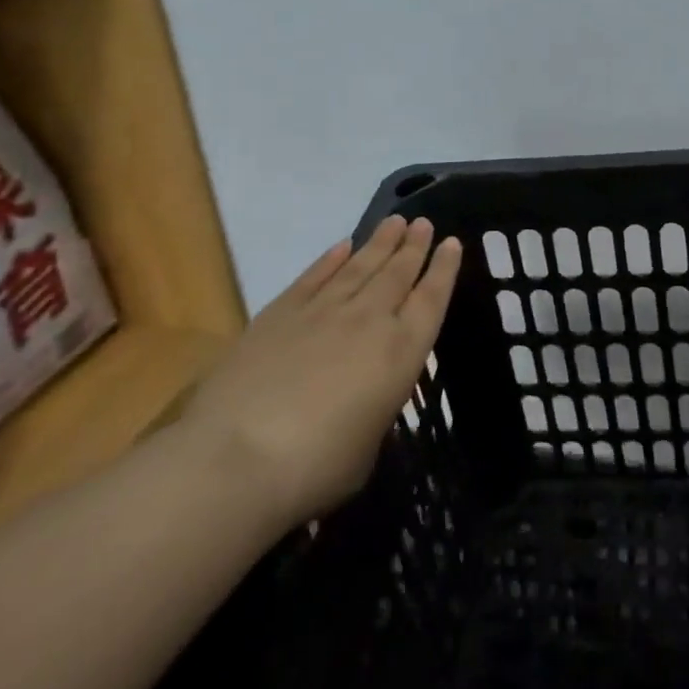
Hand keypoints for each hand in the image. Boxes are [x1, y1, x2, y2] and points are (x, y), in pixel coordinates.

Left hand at [181, 216, 462, 532]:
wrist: (237, 458)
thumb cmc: (315, 468)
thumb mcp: (367, 448)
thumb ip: (373, 411)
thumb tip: (362, 400)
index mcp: (401, 352)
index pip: (431, 299)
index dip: (444, 269)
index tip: (451, 242)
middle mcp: (369, 320)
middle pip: (398, 273)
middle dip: (414, 246)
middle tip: (423, 223)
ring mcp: (323, 311)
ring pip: (360, 266)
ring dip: (380, 242)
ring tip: (395, 221)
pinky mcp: (280, 313)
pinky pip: (315, 276)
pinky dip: (331, 258)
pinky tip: (343, 245)